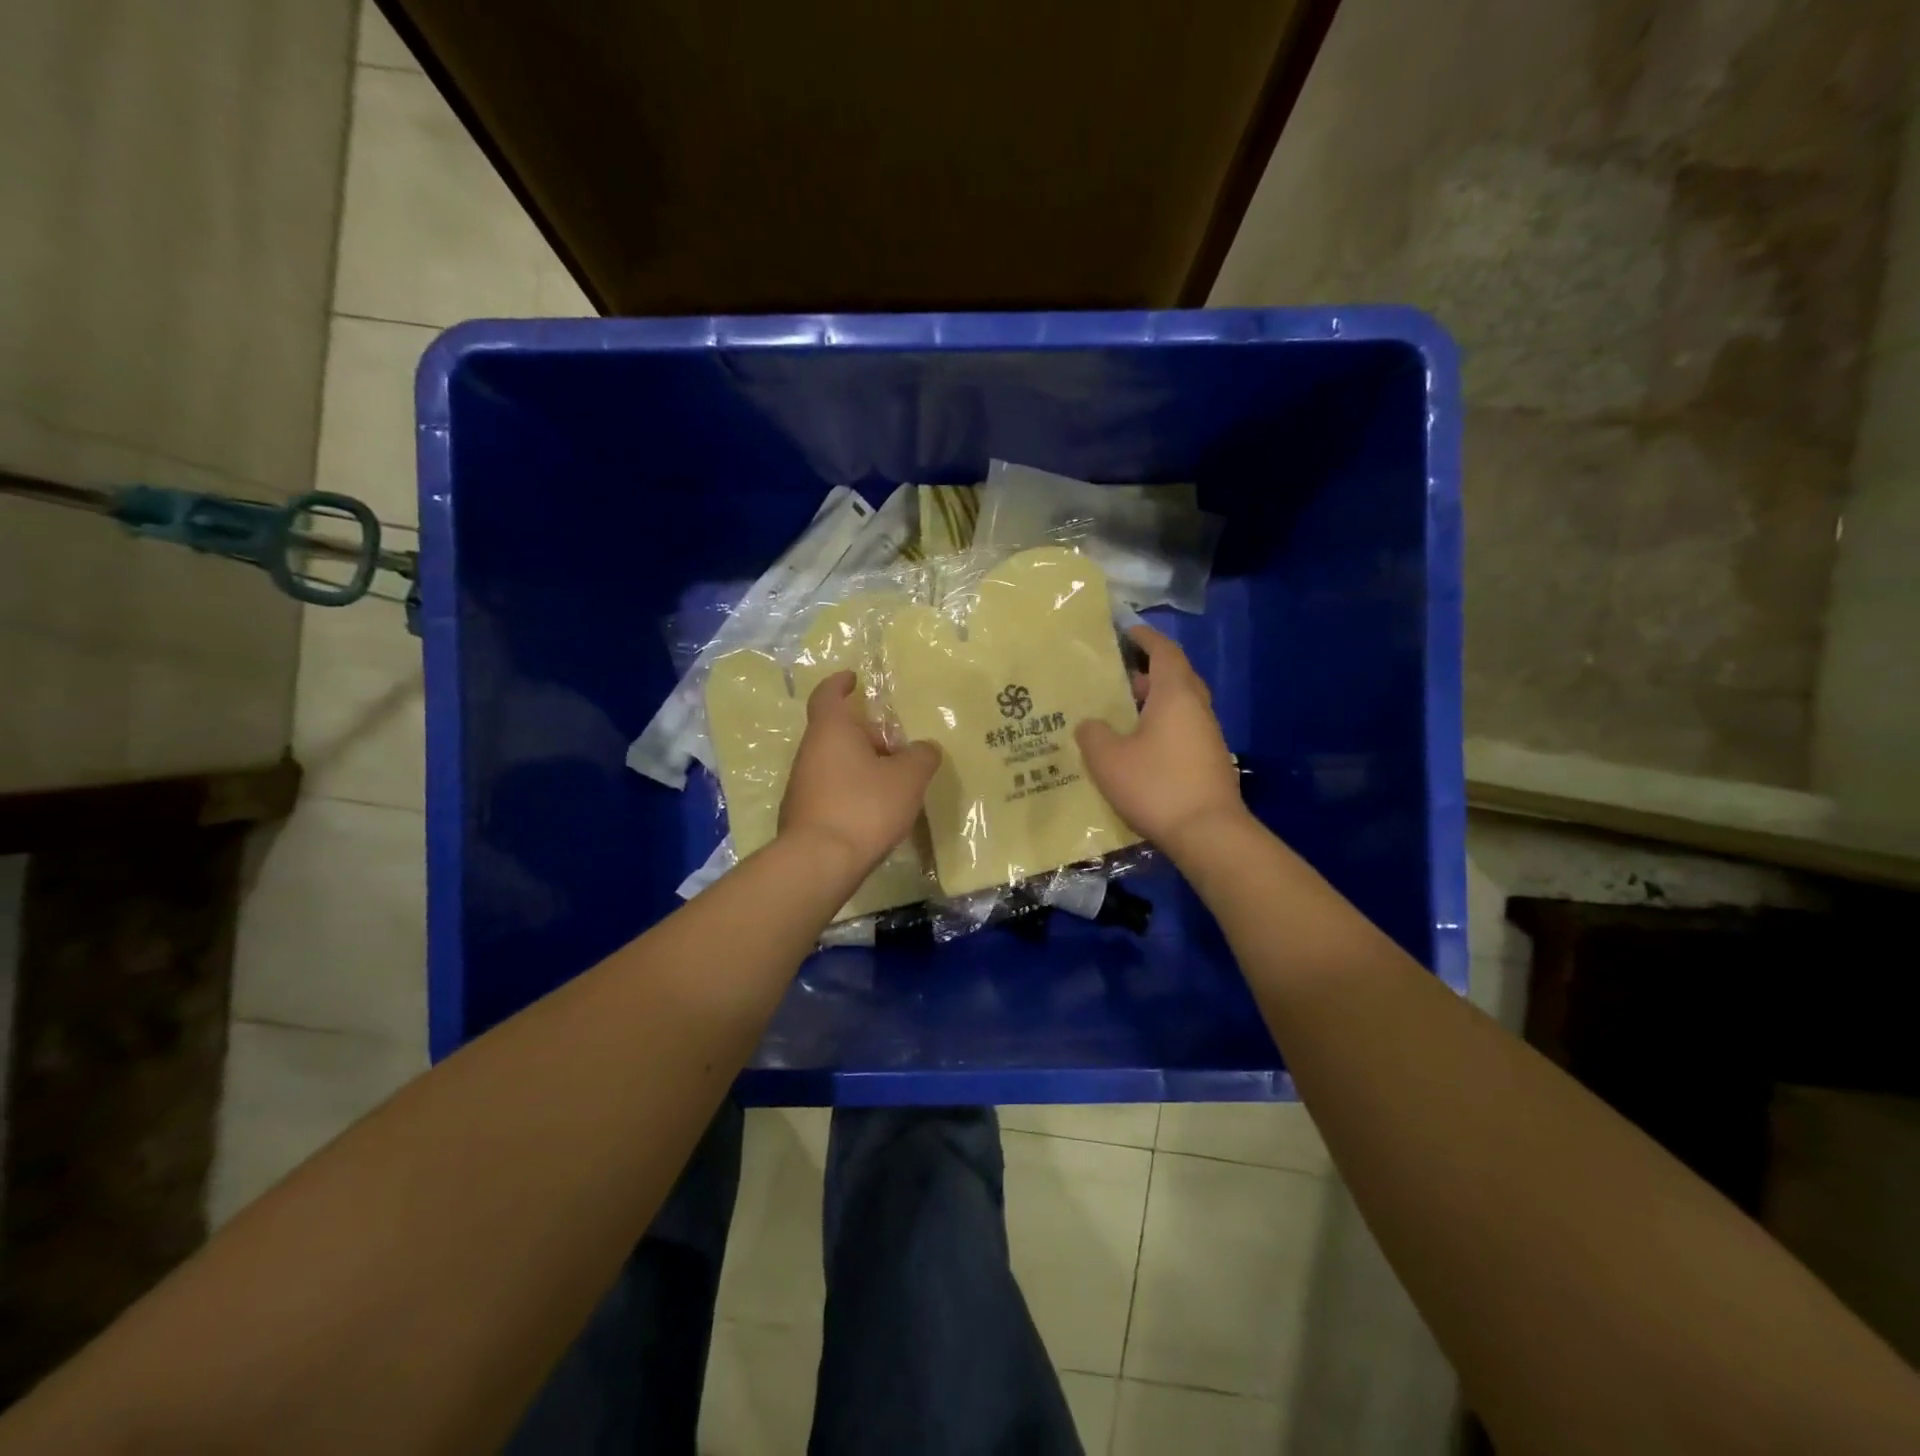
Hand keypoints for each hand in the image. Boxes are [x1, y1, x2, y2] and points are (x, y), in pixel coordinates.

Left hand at [780, 671, 940, 871]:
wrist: (819, 862)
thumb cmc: (864, 806)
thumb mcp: (908, 778)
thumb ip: (921, 756)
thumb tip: (925, 748)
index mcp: (831, 730)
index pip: (828, 694)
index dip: (840, 683)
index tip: (853, 678)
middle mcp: (809, 752)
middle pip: (836, 731)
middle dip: (865, 733)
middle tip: (895, 743)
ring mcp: (801, 785)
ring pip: (834, 762)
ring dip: (860, 764)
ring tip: (892, 780)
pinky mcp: (803, 814)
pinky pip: (831, 789)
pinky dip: (851, 790)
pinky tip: (874, 809)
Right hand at [1077, 626, 1244, 850]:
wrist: (1207, 833)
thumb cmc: (1156, 785)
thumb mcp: (1108, 759)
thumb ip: (1093, 734)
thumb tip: (1090, 724)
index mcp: (1175, 695)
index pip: (1164, 652)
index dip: (1146, 638)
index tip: (1128, 632)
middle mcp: (1197, 709)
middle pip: (1176, 678)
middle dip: (1148, 674)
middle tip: (1118, 680)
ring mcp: (1208, 737)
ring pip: (1180, 707)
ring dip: (1154, 705)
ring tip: (1121, 716)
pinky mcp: (1210, 762)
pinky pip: (1183, 732)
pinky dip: (1161, 729)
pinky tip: (1138, 749)